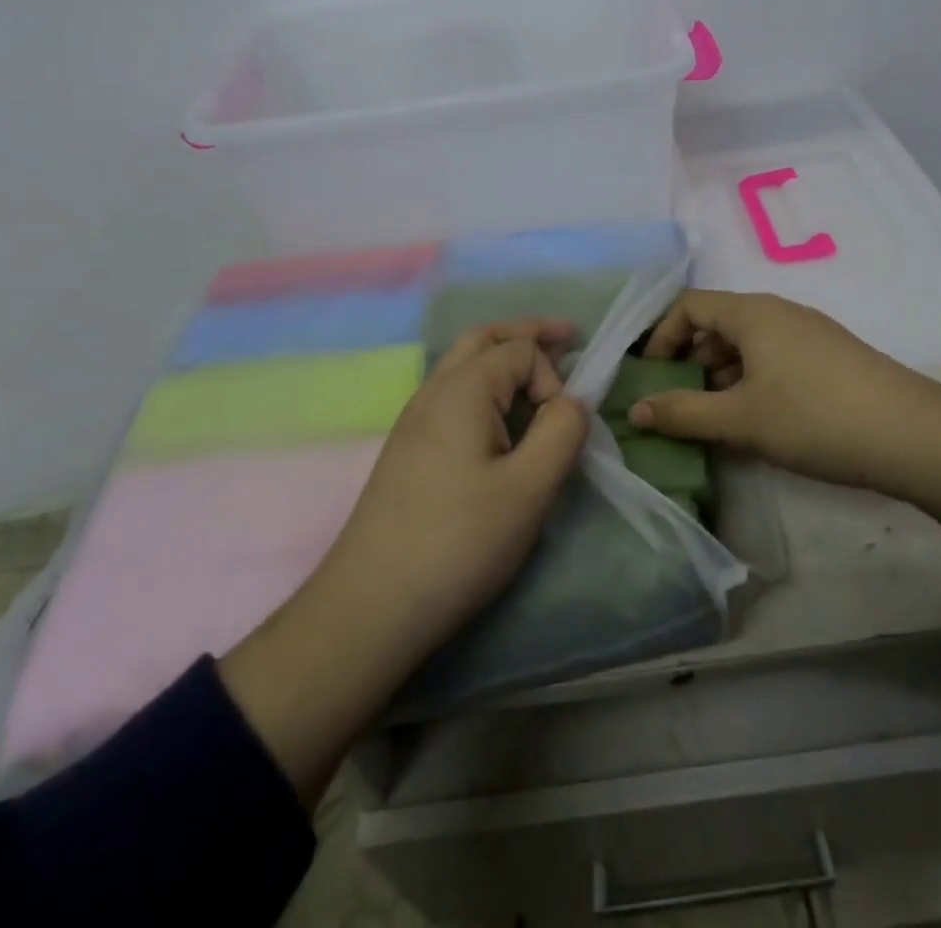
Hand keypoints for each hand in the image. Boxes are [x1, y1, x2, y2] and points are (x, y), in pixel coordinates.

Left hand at [220, 320, 585, 802]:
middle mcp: (433, 391)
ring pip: (463, 365)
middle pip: (483, 339)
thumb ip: (561, 432)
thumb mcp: (529, 489)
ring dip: (503, 357)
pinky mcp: (407, 450)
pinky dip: (485, 387)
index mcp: (462, 389)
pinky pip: (452, 395)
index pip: (520, 350)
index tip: (561, 429)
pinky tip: (497, 420)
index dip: (552, 377)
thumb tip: (571, 402)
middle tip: (566, 337)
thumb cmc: (457, 542)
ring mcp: (413, 420)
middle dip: (526, 333)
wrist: (369, 606)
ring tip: (536, 373)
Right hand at [633, 289, 940, 613]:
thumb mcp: (741, 419)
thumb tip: (635, 411)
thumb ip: (683, 412)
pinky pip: (775, 359)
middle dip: (690, 361)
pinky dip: (752, 383)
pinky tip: (757, 422)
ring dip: (721, 377)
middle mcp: (779, 312)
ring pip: (748, 345)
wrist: (913, 435)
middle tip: (678, 403)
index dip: (662, 336)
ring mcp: (808, 333)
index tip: (651, 376)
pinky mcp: (830, 358)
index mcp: (752, 313)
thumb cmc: (814, 417)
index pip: (689, 305)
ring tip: (715, 420)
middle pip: (718, 323)